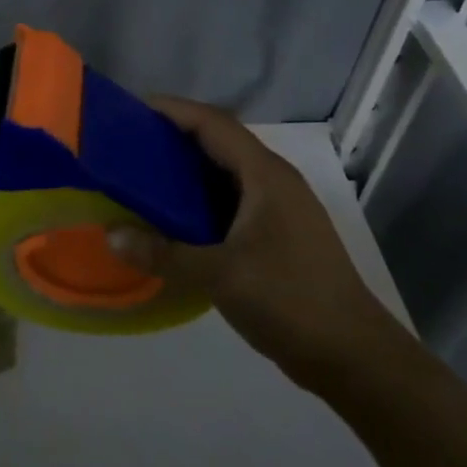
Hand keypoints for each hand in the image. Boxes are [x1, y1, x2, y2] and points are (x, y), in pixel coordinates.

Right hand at [113, 97, 404, 391]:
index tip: (130, 108)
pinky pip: (229, 201)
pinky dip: (197, 200)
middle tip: (126, 143)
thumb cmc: (291, 301)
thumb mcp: (221, 275)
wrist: (354, 358)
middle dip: (173, 137)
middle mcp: (274, 182)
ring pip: (224, 174)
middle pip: (218, 142)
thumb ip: (163, 253)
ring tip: (139, 175)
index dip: (173, 110)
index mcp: (266, 176)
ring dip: (185, 170)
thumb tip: (111, 235)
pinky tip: (171, 218)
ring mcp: (279, 210)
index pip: (214, 123)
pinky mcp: (276, 236)